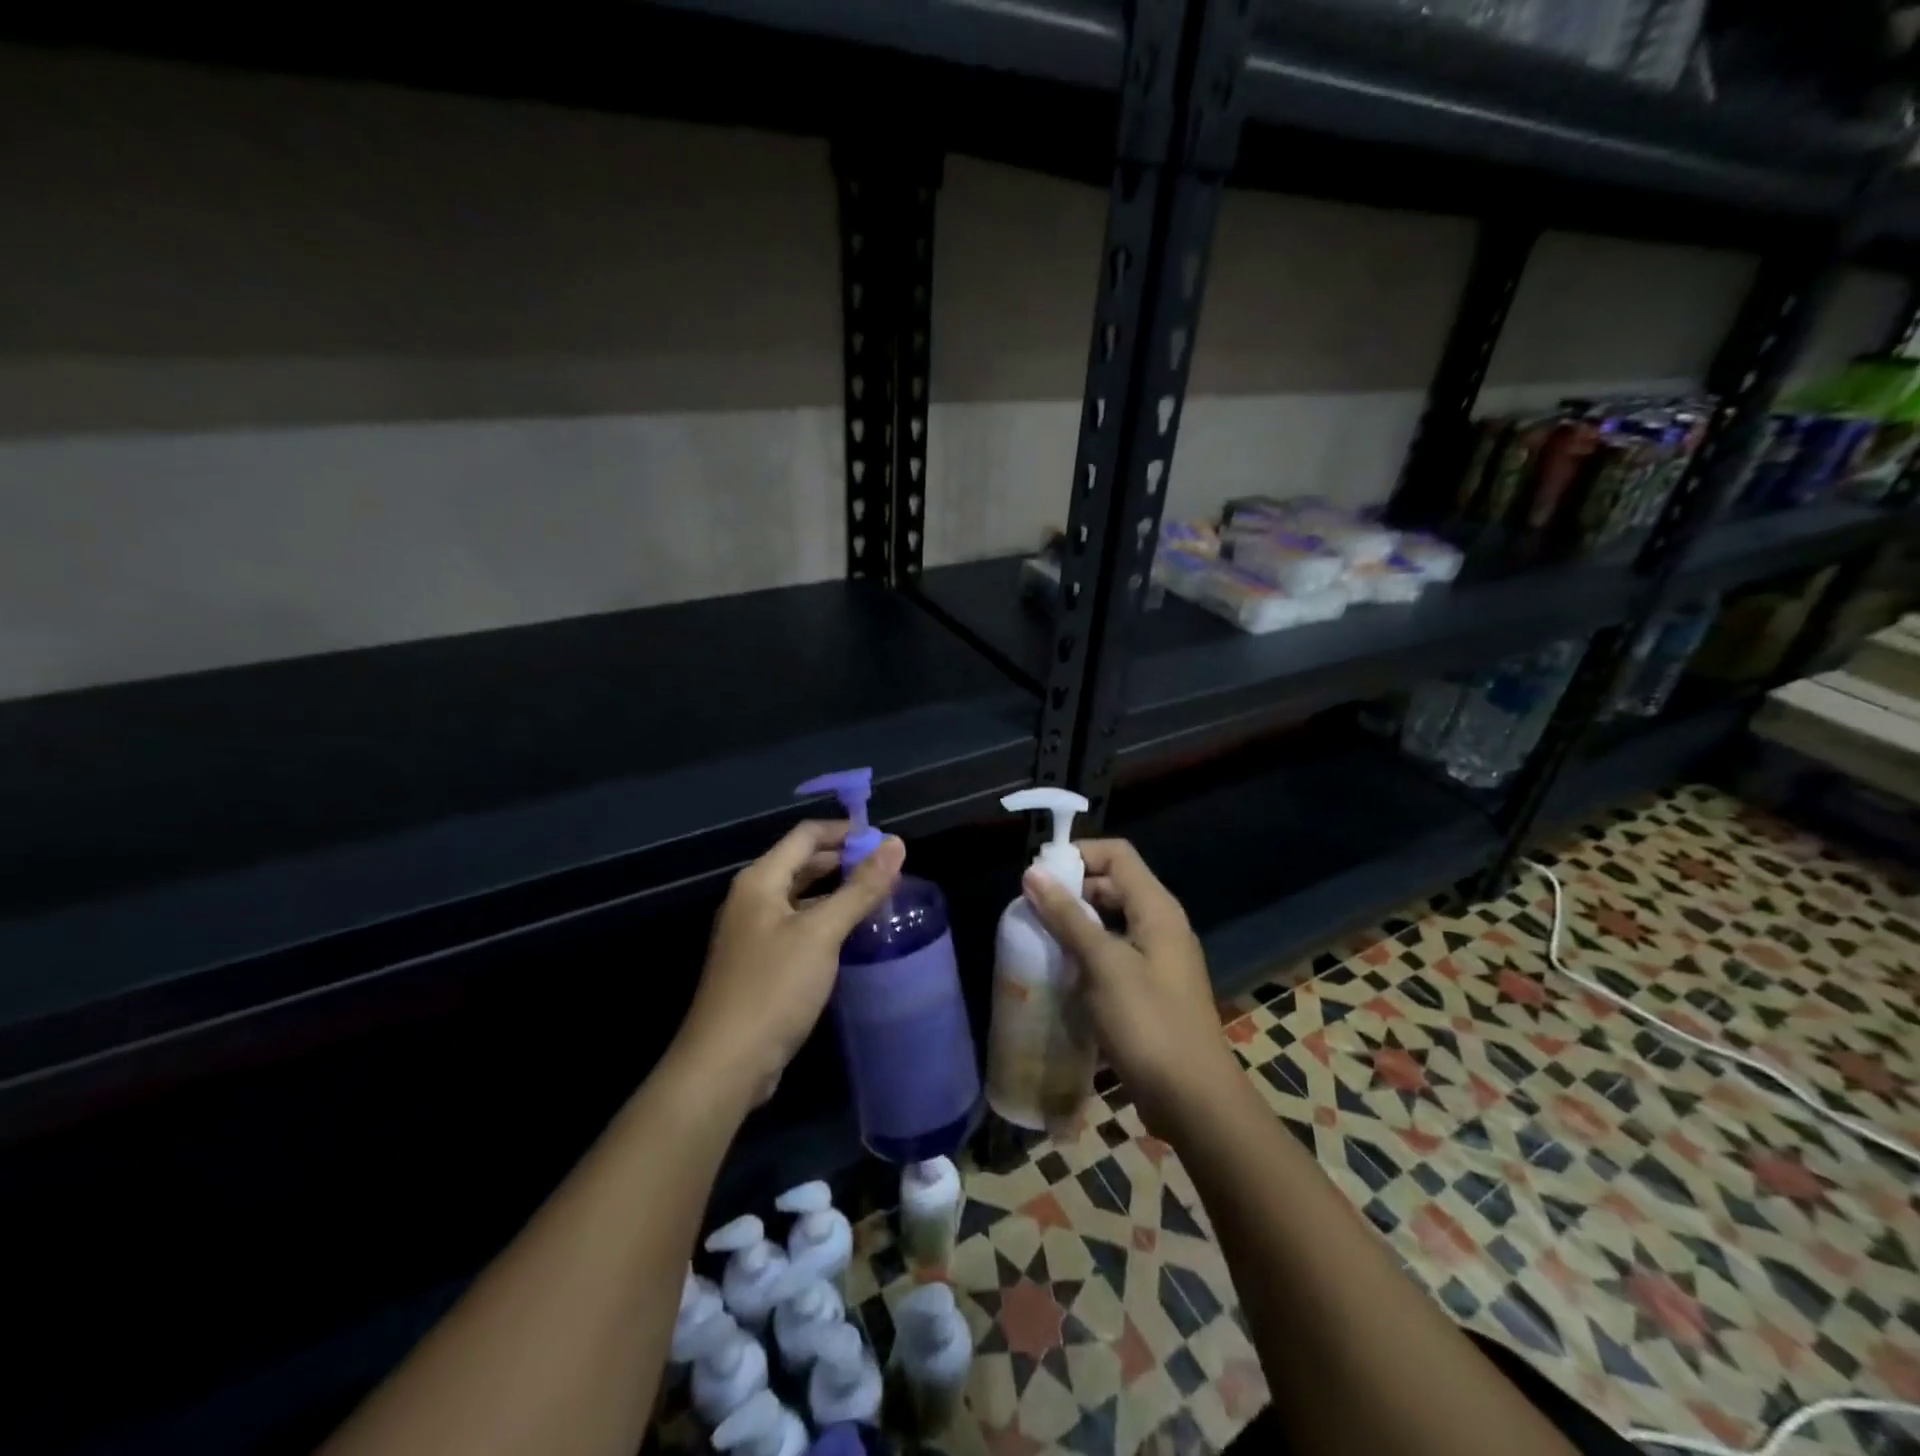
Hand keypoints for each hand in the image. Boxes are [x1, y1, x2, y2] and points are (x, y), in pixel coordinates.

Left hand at [678, 821, 905, 1105]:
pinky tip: (853, 935)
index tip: (886, 843)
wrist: (726, 1063)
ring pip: (802, 897)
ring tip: (879, 898)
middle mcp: (753, 898)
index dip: (845, 832)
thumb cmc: (773, 988)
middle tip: (889, 871)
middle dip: (845, 861)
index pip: (806, 835)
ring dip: (837, 892)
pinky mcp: (761, 962)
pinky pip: (798, 926)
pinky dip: (826, 920)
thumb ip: (860, 888)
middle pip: (803, 863)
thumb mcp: (821, 934)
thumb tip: (896, 844)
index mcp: (760, 880)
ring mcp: (754, 932)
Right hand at [1021, 839, 1234, 1127]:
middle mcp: (1160, 925)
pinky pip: (1113, 955)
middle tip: (1031, 910)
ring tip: (1038, 939)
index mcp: (1157, 908)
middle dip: (1071, 891)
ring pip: (1109, 922)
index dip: (1078, 855)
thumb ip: (1068, 917)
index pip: (1117, 854)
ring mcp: (1157, 959)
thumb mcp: (1103, 964)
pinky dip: (1086, 954)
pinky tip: (1059, 973)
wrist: (1194, 1100)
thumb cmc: (1149, 1024)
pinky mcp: (1149, 989)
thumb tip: (1033, 872)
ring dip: (1074, 925)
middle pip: (1112, 885)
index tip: (1039, 876)